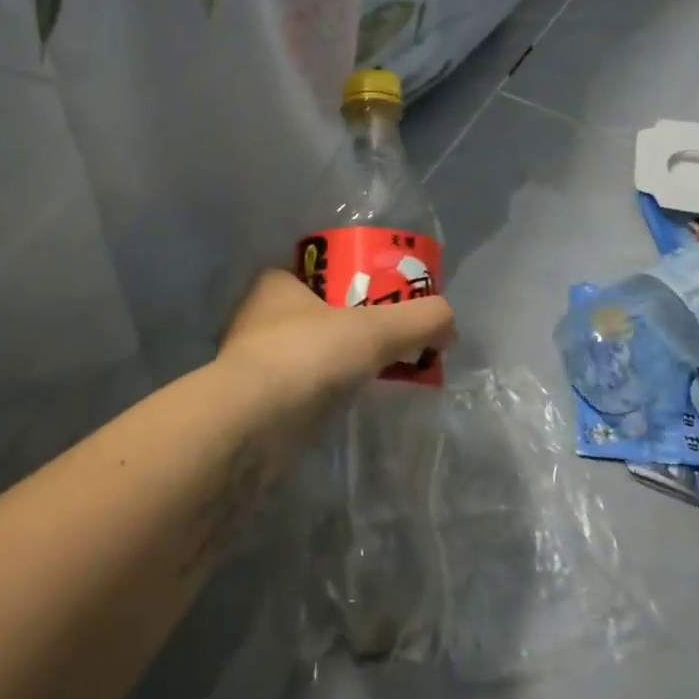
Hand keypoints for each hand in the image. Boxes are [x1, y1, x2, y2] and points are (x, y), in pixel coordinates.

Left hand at [219, 269, 455, 407]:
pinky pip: (298, 389)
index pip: (319, 272)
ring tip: (376, 375)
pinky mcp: (253, 403)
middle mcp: (258, 317)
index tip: (384, 301)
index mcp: (275, 283)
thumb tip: (449, 323)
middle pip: (316, 314)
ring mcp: (252, 361)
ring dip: (335, 363)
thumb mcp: (375, 329)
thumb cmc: (306, 356)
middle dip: (350, 327)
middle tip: (390, 341)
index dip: (353, 282)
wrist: (250, 426)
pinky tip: (346, 404)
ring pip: (306, 353)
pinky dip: (322, 394)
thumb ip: (420, 319)